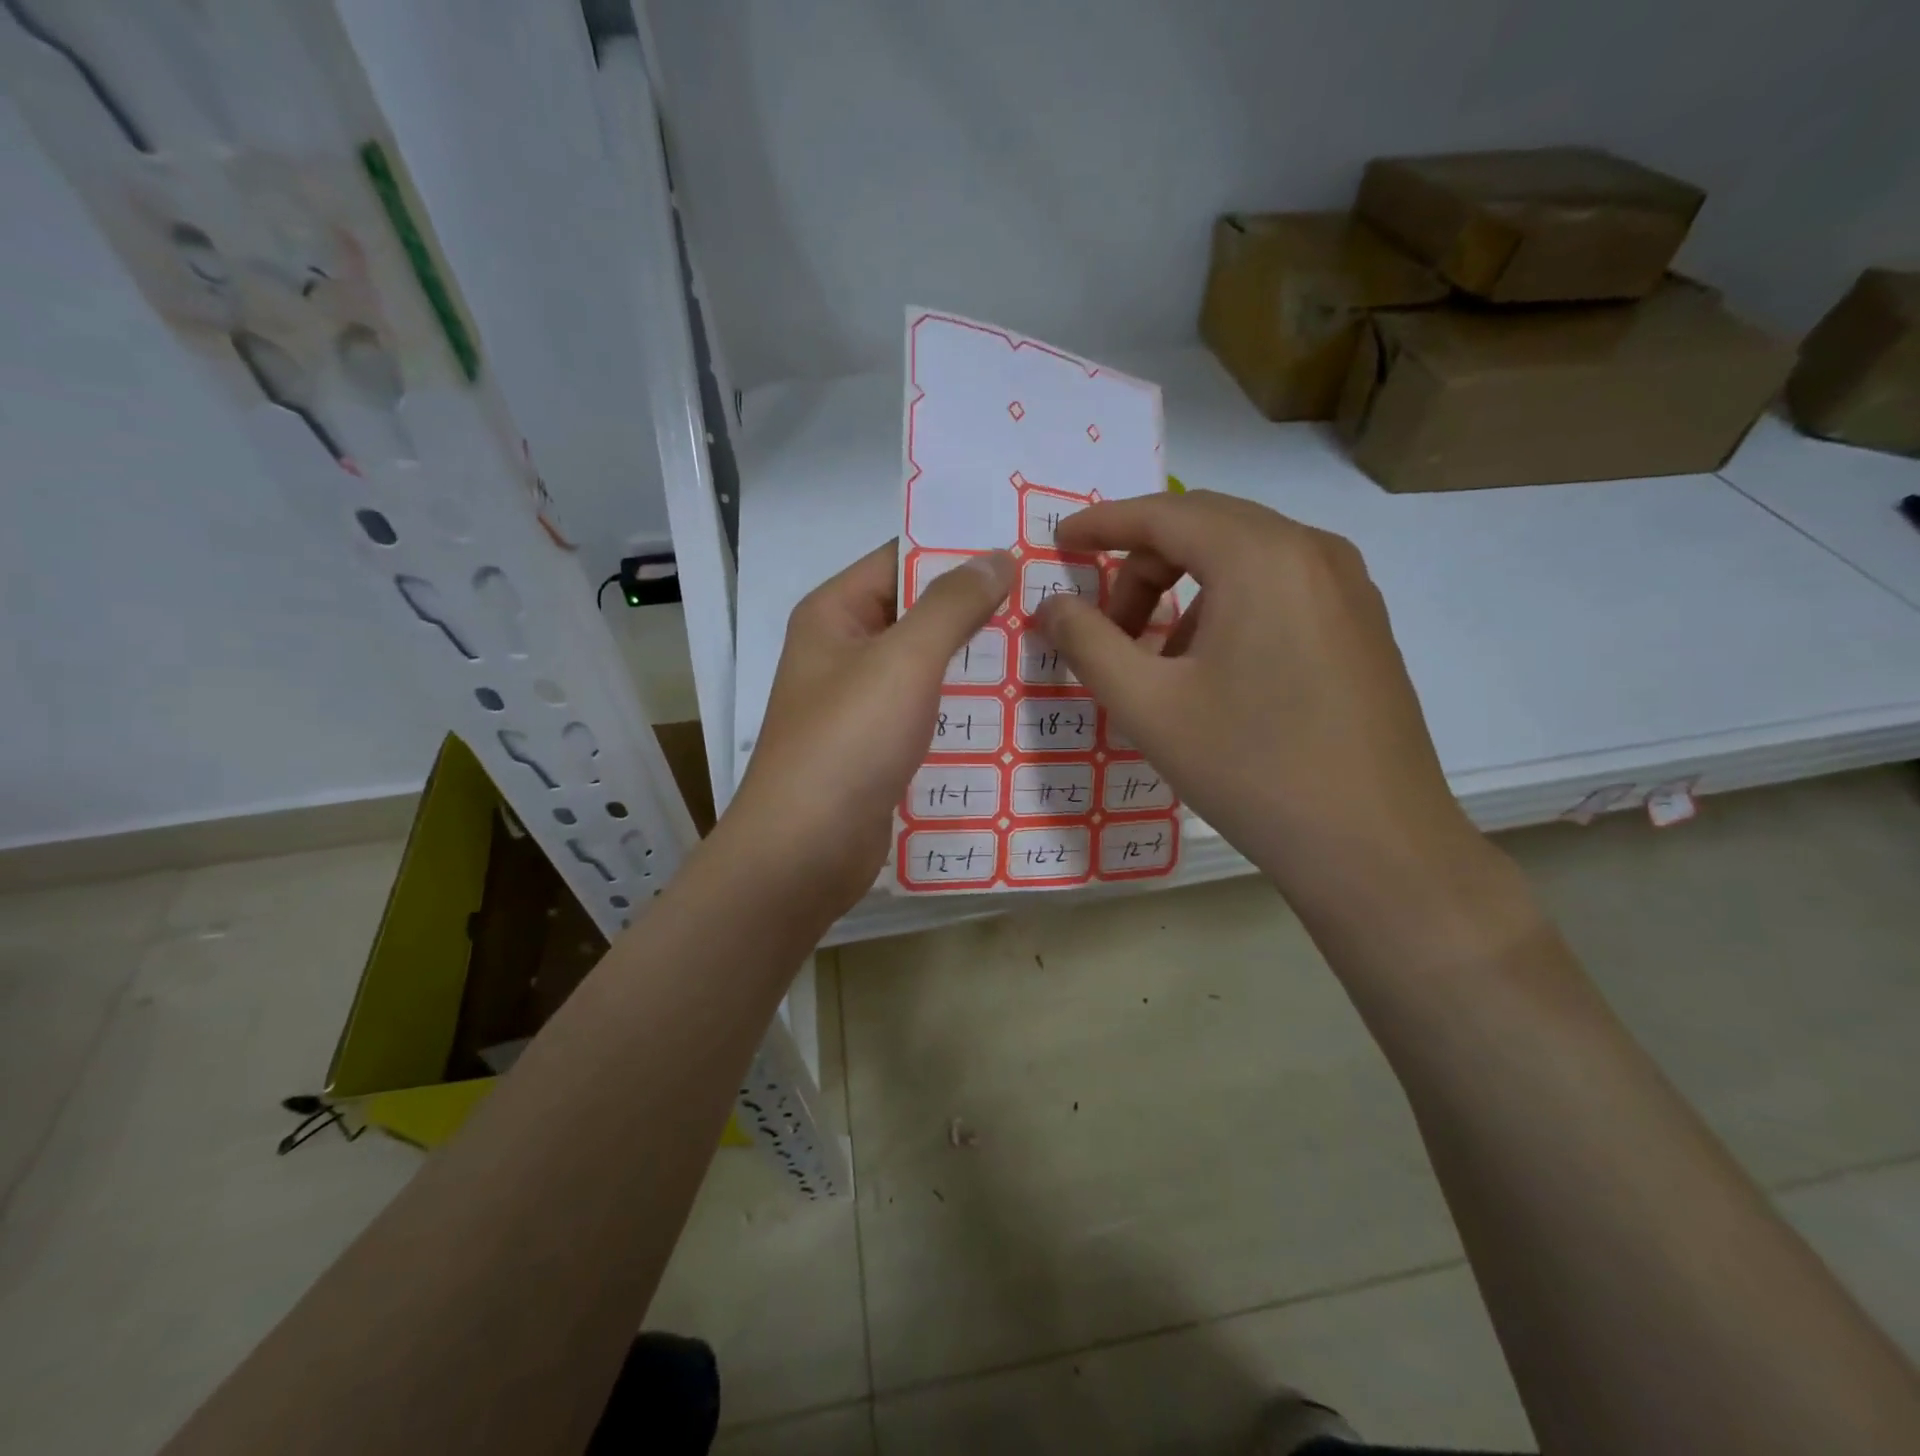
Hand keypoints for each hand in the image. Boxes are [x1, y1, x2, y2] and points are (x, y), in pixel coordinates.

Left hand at [723, 541, 1014, 919]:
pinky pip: (928, 713)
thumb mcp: (904, 660)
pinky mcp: (878, 749)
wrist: (805, 851)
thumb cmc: (848, 742)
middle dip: (978, 607)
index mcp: (835, 614)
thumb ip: (952, 604)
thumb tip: (997, 555)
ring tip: (1048, 646)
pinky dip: (964, 708)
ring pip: (928, 667)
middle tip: (1051, 598)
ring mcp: (860, 704)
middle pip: (918, 613)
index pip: (900, 558)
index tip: (1023, 546)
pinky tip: (1017, 707)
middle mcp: (844, 652)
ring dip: (978, 660)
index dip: (958, 548)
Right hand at [1035, 490, 1484, 929]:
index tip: (1060, 542)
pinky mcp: (1362, 623)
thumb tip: (1051, 604)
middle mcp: (1312, 551)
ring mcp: (1348, 586)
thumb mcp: (1148, 706)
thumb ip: (1088, 643)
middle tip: (1106, 626)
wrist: (1374, 846)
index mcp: (1261, 558)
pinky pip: (1278, 587)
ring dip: (1183, 590)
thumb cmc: (1251, 769)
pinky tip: (1213, 672)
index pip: (1164, 514)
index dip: (1102, 523)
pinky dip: (1227, 606)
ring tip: (1159, 662)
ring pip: (1242, 557)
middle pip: (1204, 527)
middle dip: (1141, 565)